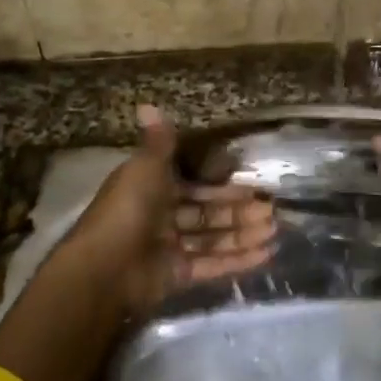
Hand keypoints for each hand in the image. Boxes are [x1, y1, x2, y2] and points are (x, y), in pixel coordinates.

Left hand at [0, 107, 275, 380]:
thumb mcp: (145, 169)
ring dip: (244, 235)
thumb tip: (147, 104)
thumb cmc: (127, 211)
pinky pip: (211, 265)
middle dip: (240, 213)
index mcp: (152, 190)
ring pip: (213, 239)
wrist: (105, 268)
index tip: (253, 185)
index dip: (222, 187)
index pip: (194, 186)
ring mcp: (169, 249)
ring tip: (275, 231)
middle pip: (208, 214)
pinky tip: (266, 254)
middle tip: (272, 211)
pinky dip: (238, 260)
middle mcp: (161, 218)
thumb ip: (158, 142)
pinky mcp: (176, 276)